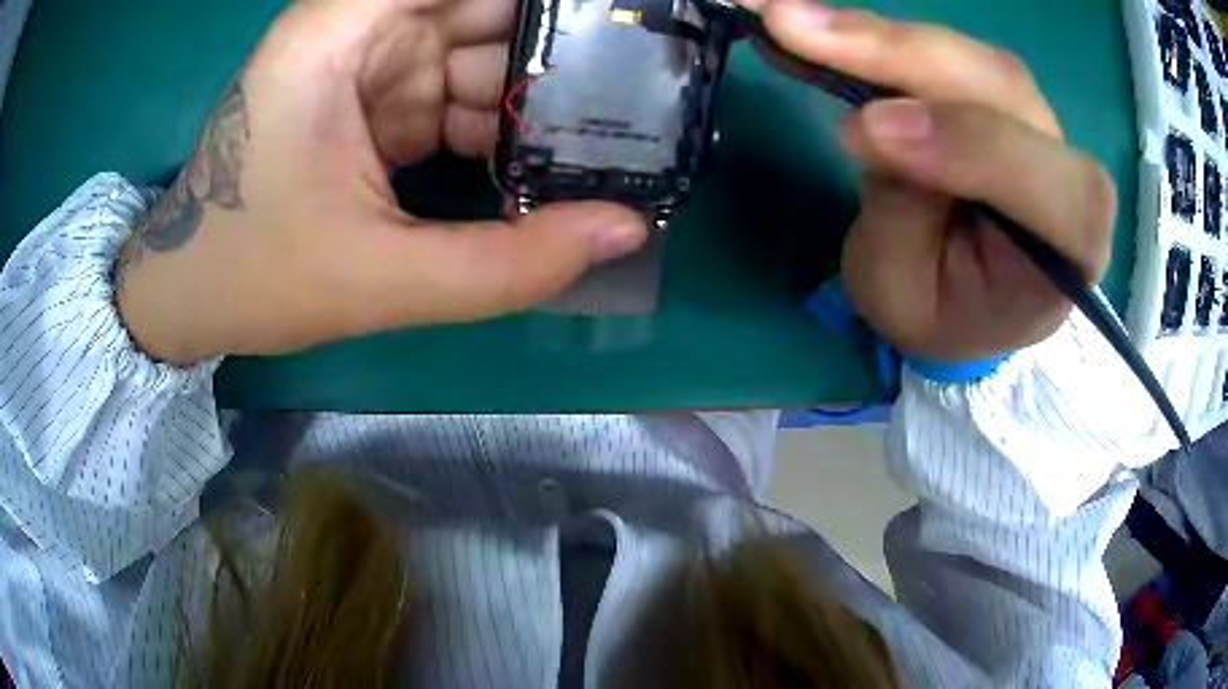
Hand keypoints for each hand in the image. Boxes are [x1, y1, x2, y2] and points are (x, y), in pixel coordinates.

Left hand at [116, 0, 647, 364]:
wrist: (192, 293)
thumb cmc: (256, 275)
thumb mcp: (381, 281)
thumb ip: (508, 263)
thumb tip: (627, 228)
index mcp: (342, 29)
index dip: (550, 4)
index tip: (622, 21)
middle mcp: (361, 26)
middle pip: (487, 8)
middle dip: (561, 46)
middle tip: (641, 91)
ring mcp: (371, 61)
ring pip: (483, 48)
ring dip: (538, 92)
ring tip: (609, 136)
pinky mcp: (377, 96)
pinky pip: (460, 89)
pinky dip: (500, 122)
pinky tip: (539, 162)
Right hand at [754, 0, 1115, 362]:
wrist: (972, 296)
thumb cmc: (945, 311)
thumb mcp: (906, 293)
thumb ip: (901, 216)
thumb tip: (871, 120)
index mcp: (1070, 246)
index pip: (1044, 183)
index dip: (964, 144)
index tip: (863, 131)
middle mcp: (1066, 169)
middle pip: (1001, 90)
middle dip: (900, 56)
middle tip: (794, 28)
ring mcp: (1033, 119)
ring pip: (965, 55)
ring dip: (876, 35)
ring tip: (790, 20)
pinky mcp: (994, 91)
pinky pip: (939, 48)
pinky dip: (875, 35)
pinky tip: (818, 24)